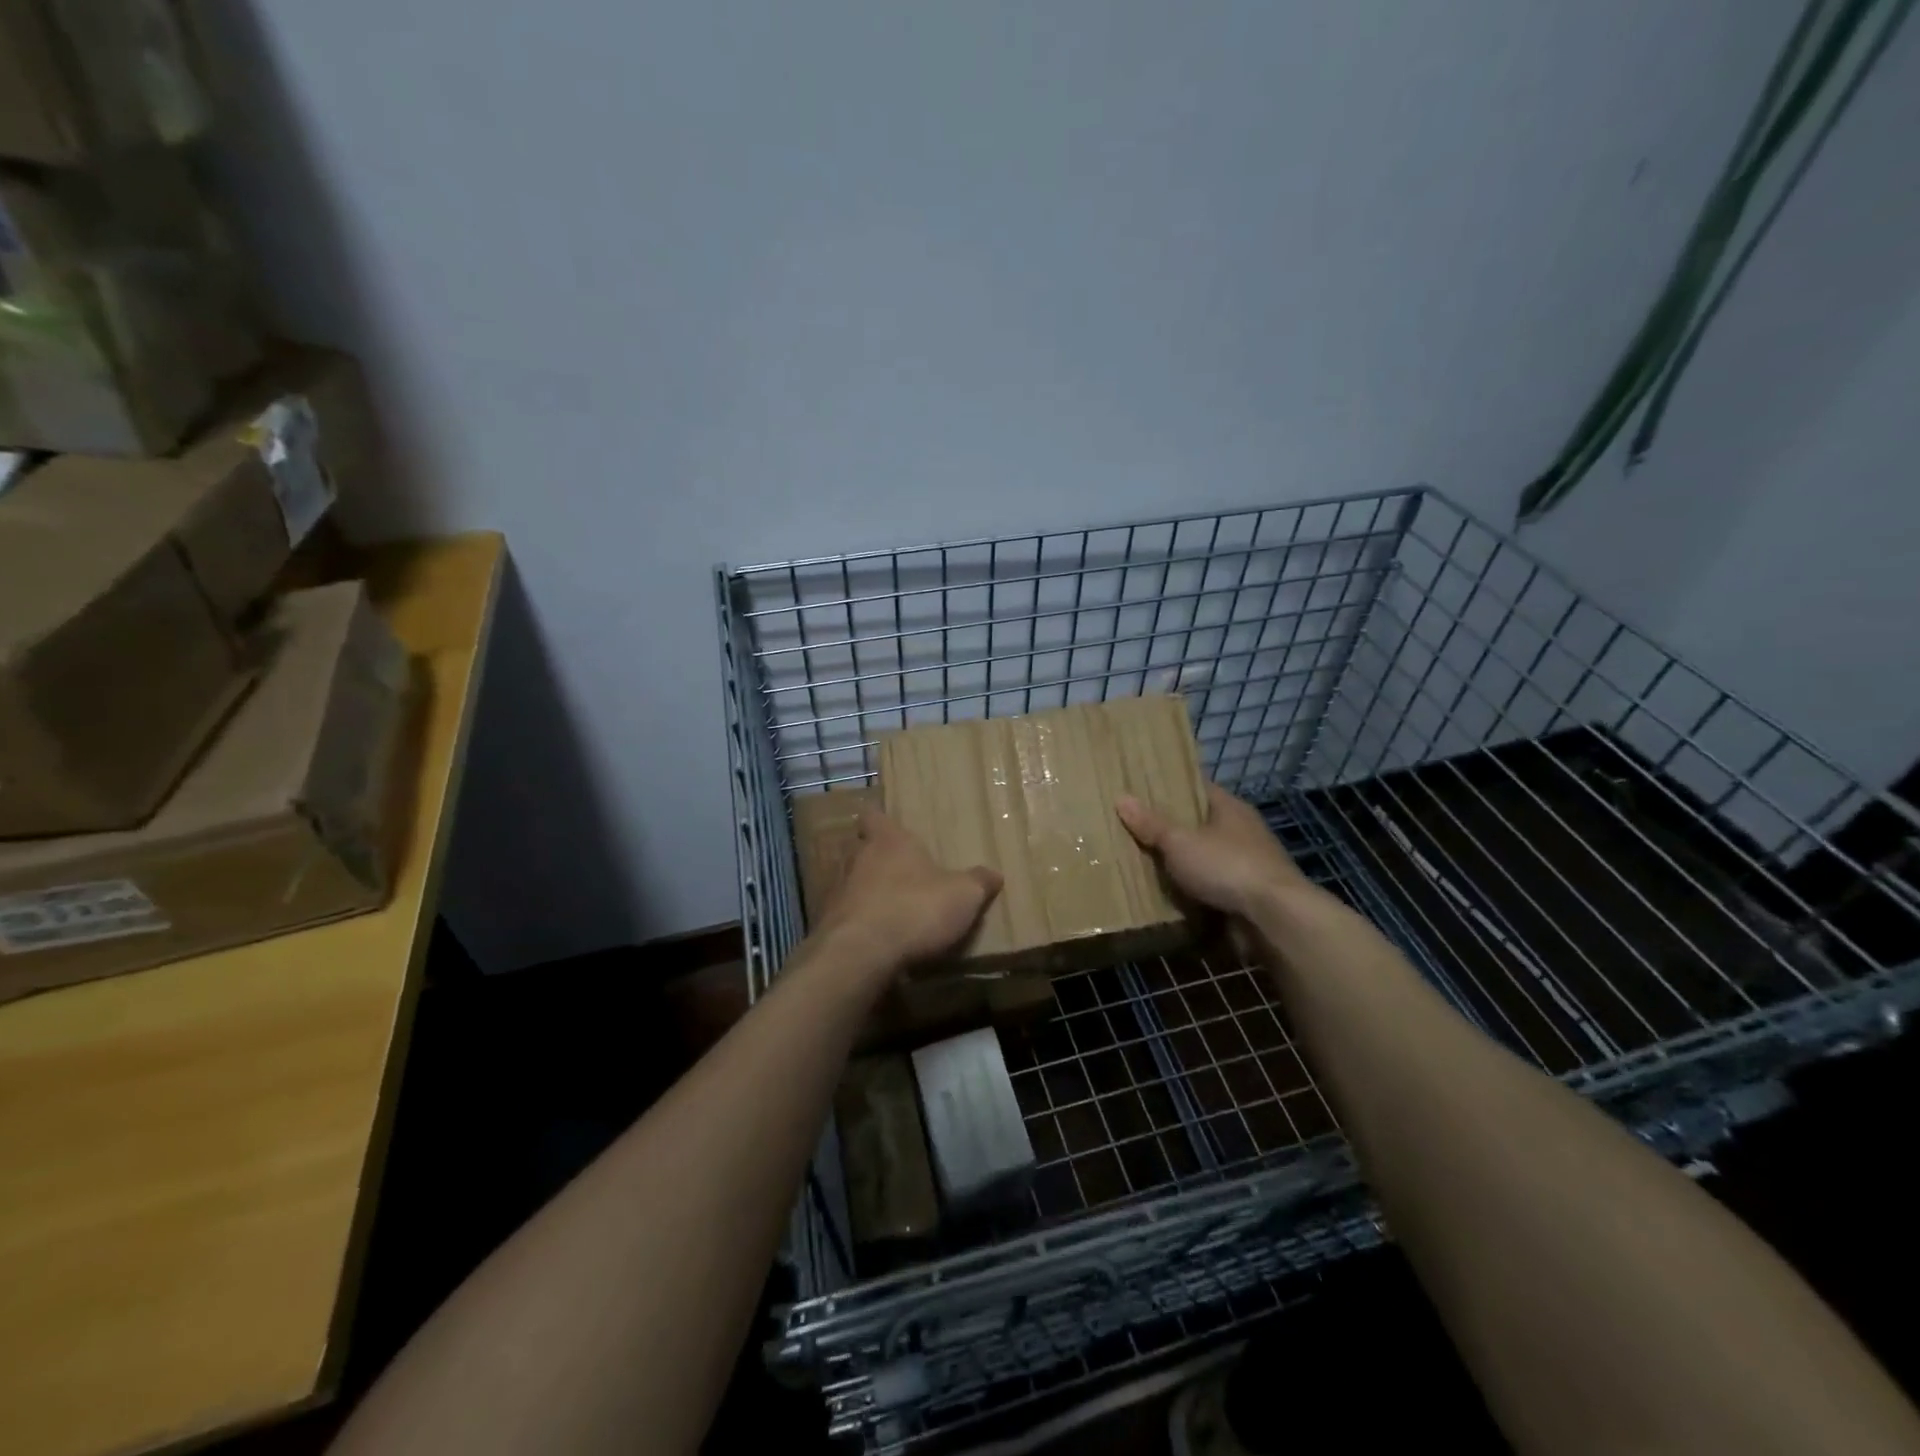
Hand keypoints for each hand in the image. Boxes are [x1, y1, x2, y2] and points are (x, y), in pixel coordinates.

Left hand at [818, 808, 1001, 968]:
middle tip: (895, 871)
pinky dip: (855, 923)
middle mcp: (856, 858)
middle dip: (873, 858)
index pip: (873, 816)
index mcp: (888, 841)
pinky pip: (842, 917)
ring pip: (847, 882)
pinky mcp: (826, 925)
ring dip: (862, 892)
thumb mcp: (963, 896)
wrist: (860, 954)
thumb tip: (994, 874)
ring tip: (885, 907)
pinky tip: (872, 939)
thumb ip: (978, 882)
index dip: (880, 820)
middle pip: (858, 849)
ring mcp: (836, 891)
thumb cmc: (915, 909)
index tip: (888, 826)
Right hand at [1116, 783, 1309, 920]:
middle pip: (1199, 824)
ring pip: (1204, 858)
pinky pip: (1211, 888)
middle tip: (1132, 828)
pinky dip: (1192, 892)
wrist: (1274, 919)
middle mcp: (1242, 832)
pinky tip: (1165, 895)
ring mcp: (1246, 865)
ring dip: (1181, 864)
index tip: (1140, 790)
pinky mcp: (1246, 896)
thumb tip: (1121, 798)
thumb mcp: (1180, 842)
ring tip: (1141, 863)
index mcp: (1230, 808)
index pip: (1197, 788)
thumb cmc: (1227, 866)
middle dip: (1170, 828)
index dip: (1170, 787)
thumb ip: (1152, 824)